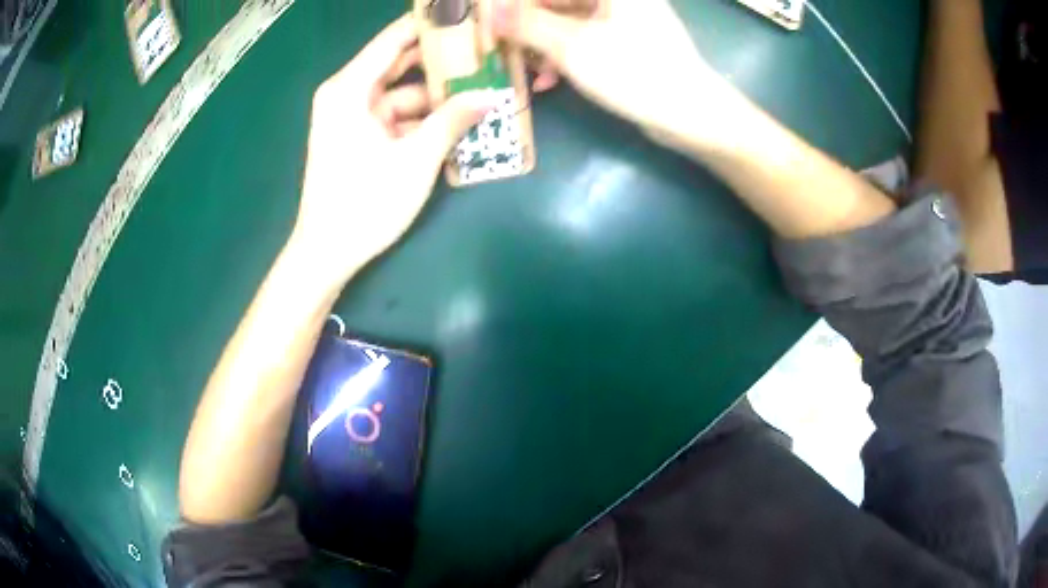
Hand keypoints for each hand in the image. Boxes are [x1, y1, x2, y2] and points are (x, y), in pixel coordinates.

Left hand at [294, 14, 500, 285]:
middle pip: (400, 63)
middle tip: (485, 54)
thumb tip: (492, 96)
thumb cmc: (364, 204)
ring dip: (437, 95)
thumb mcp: (415, 160)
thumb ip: (453, 120)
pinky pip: (396, 115)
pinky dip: (423, 118)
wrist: (327, 253)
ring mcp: (353, 116)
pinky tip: (458, 121)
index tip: (467, 17)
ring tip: (482, 90)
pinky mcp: (359, 136)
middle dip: (442, 61)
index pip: (394, 38)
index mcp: (349, 88)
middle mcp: (348, 93)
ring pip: (402, 92)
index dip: (430, 25)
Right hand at [489, 0, 726, 141]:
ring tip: (522, 69)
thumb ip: (527, 24)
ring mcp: (625, 19)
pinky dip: (566, 56)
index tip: (494, 18)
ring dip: (542, 44)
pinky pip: (586, 39)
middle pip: (560, 2)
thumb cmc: (634, 71)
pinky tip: (549, 81)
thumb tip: (490, 10)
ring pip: (569, 20)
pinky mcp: (629, 42)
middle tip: (500, 44)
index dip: (518, 4)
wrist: (692, 114)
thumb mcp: (572, 46)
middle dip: (527, 23)